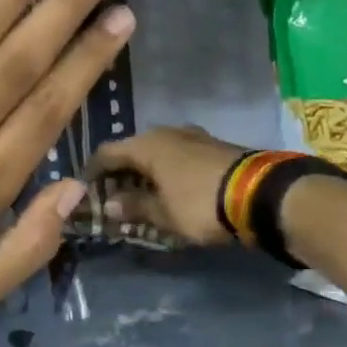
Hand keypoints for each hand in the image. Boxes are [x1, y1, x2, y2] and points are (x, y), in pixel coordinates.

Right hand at [89, 125, 250, 246]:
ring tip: (140, 195)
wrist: (260, 194)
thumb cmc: (200, 203)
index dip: (93, 171)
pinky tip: (168, 189)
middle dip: (120, 173)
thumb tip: (110, 204)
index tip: (86, 190)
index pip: (107, 152)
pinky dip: (167, 171)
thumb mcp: (163, 214)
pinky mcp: (213, 146)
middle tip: (112, 197)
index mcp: (147, 145)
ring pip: (157, 152)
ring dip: (145, 172)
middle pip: (133, 150)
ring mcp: (193, 136)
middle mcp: (167, 132)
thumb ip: (134, 207)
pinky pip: (178, 156)